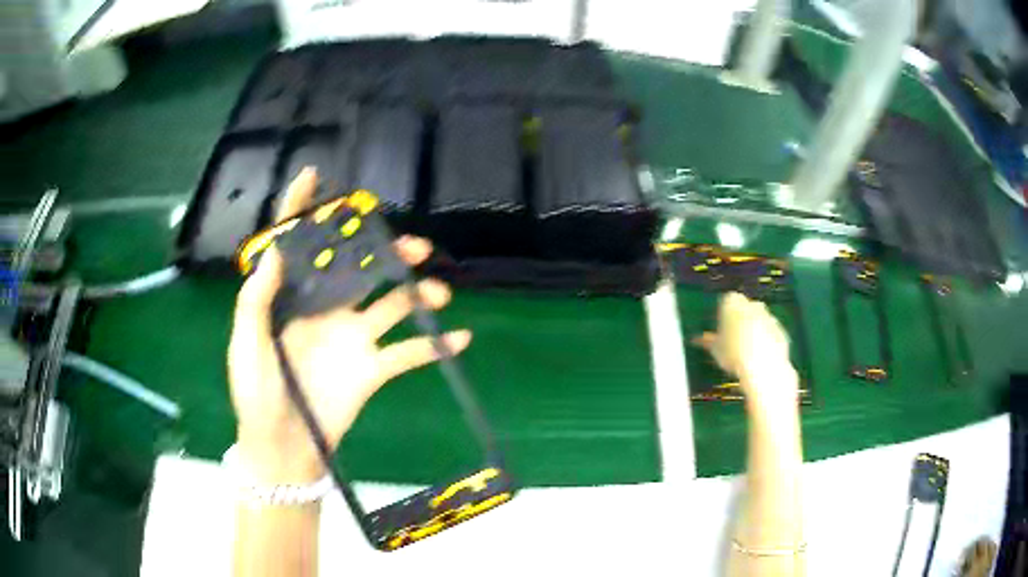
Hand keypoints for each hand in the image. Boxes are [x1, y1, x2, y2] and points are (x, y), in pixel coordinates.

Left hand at [228, 168, 471, 482]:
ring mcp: (353, 338)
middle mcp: (326, 310)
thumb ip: (256, 300)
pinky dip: (435, 346)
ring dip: (418, 294)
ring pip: (393, 304)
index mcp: (291, 300)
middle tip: (413, 245)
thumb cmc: (256, 395)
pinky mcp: (372, 369)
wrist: (282, 447)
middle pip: (359, 267)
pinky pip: (409, 353)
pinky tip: (461, 337)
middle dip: (384, 250)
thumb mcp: (247, 346)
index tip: (313, 176)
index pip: (296, 247)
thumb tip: (276, 250)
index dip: (301, 210)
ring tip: (438, 294)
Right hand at [693, 292, 796, 403]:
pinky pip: (771, 333)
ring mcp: (769, 316)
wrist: (763, 367)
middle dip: (740, 319)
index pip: (726, 301)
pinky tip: (760, 356)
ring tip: (747, 351)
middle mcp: (752, 303)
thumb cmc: (733, 354)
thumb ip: (707, 341)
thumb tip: (697, 339)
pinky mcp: (781, 330)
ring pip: (759, 320)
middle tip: (732, 340)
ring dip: (754, 329)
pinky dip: (767, 340)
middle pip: (745, 308)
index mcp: (733, 302)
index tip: (720, 329)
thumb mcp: (715, 349)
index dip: (723, 315)